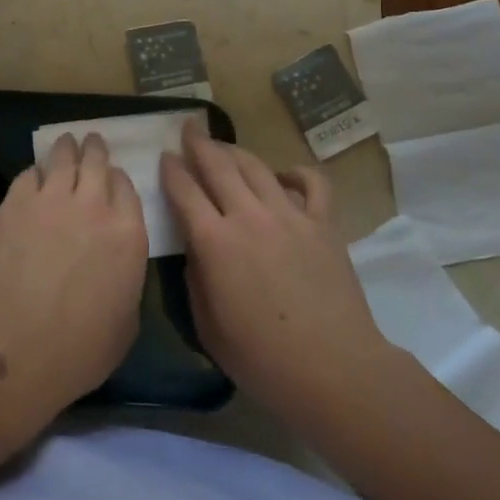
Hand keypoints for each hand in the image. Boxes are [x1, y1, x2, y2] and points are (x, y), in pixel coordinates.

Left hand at [0, 132, 147, 417]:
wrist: (19, 343)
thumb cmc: (81, 348)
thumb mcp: (127, 321)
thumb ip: (126, 279)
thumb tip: (117, 267)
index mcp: (128, 234)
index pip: (127, 188)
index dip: (118, 180)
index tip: (113, 178)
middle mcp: (94, 206)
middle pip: (97, 162)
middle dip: (95, 149)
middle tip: (92, 142)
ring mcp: (52, 199)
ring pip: (63, 158)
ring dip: (67, 148)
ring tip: (66, 141)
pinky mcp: (16, 202)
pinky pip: (29, 174)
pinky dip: (35, 172)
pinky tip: (34, 175)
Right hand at [161, 121, 393, 427]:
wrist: (333, 371)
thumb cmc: (262, 359)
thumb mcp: (207, 326)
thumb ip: (195, 279)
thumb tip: (197, 249)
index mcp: (214, 241)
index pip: (184, 189)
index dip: (171, 168)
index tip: (165, 155)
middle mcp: (248, 216)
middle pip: (218, 164)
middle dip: (199, 142)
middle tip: (190, 128)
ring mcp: (289, 215)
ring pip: (256, 166)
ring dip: (235, 151)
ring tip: (225, 147)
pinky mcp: (323, 223)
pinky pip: (311, 182)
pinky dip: (295, 172)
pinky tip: (284, 176)